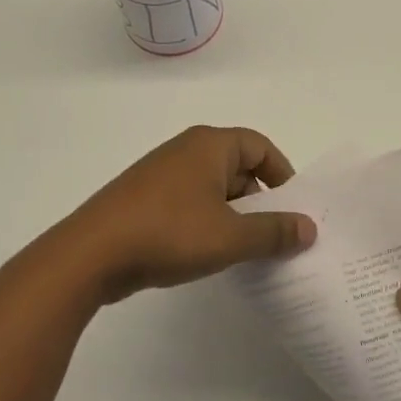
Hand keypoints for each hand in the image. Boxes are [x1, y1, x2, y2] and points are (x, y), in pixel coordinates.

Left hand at [63, 126, 315, 303]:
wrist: (91, 254)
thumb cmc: (169, 233)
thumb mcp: (231, 236)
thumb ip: (274, 232)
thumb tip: (309, 228)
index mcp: (209, 145)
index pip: (260, 146)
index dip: (282, 174)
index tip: (293, 208)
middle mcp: (185, 151)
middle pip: (238, 167)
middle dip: (259, 200)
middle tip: (272, 236)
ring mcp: (161, 175)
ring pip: (213, 189)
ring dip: (233, 215)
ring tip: (243, 250)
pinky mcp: (144, 200)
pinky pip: (189, 203)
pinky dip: (206, 223)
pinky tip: (207, 254)